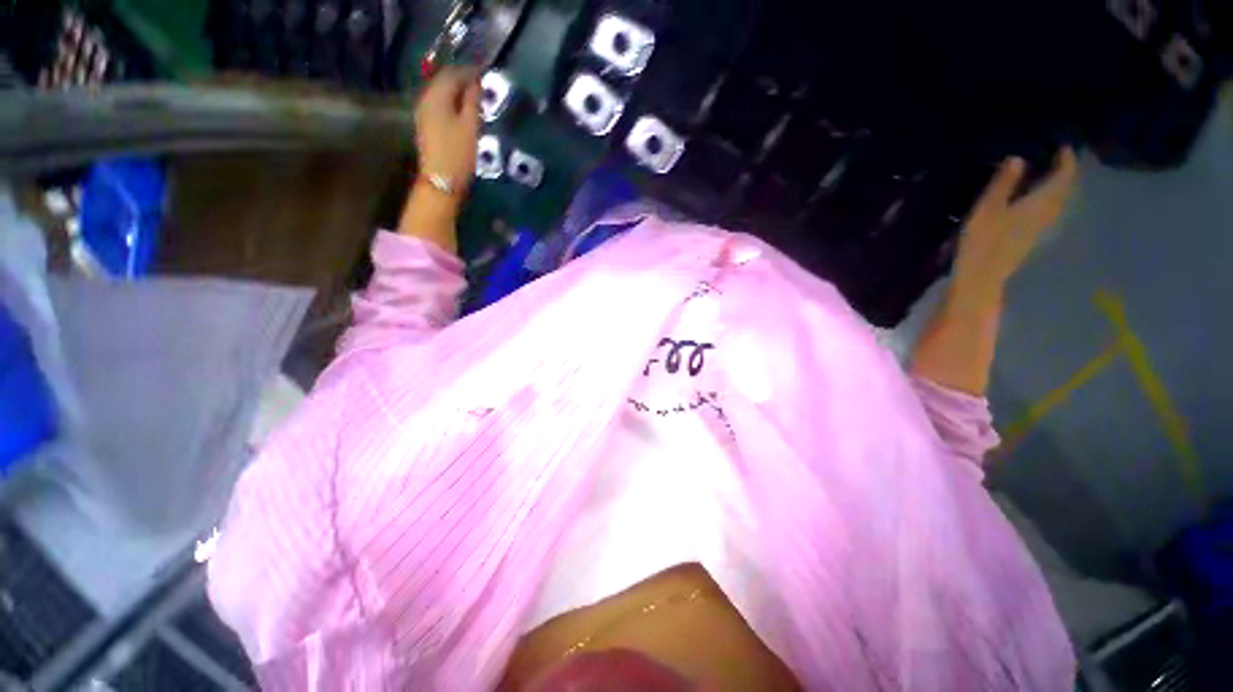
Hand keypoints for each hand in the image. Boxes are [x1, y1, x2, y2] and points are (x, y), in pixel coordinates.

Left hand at [414, 66, 480, 193]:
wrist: (441, 181)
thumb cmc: (458, 154)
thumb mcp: (471, 127)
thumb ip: (473, 102)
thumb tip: (476, 83)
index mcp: (437, 96)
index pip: (453, 74)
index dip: (469, 72)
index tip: (485, 74)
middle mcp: (426, 99)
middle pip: (444, 82)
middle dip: (462, 81)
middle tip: (481, 87)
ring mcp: (424, 113)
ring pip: (441, 94)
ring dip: (457, 94)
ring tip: (475, 100)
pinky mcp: (426, 126)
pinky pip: (439, 106)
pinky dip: (452, 104)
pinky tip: (463, 113)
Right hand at [950, 148, 1078, 310]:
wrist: (982, 276)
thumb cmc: (982, 240)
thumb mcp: (987, 208)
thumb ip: (1003, 184)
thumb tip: (1019, 157)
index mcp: (1040, 202)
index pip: (1063, 176)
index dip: (1066, 159)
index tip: (1063, 144)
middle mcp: (1048, 213)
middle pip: (1065, 189)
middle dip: (1064, 172)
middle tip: (1057, 157)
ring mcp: (1041, 227)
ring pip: (1058, 201)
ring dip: (1057, 187)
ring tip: (1047, 175)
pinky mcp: (1032, 237)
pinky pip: (1048, 211)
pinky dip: (1048, 200)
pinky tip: (1036, 199)